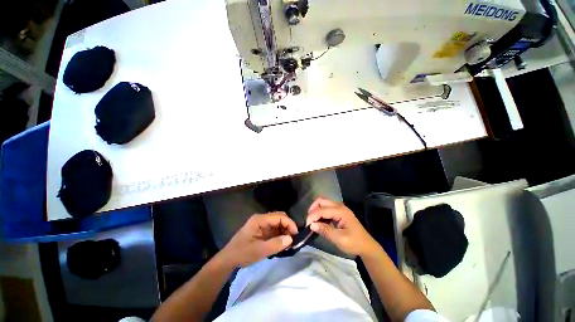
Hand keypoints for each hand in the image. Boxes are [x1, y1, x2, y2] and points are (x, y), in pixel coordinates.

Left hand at [220, 212, 297, 267]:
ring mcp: (261, 224)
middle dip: (288, 226)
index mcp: (260, 219)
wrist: (228, 259)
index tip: (296, 234)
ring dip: (284, 231)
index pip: (279, 216)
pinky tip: (282, 242)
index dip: (289, 223)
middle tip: (293, 238)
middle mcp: (261, 219)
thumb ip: (275, 244)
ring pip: (277, 223)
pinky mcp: (262, 230)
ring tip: (289, 241)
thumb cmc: (242, 253)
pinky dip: (280, 234)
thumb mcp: (259, 251)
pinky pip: (274, 229)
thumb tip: (291, 239)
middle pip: (279, 217)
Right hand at [306, 197, 378, 256]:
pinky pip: (326, 207)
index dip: (312, 216)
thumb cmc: (354, 243)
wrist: (366, 246)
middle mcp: (339, 206)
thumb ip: (325, 231)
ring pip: (323, 203)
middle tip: (309, 221)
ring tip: (312, 221)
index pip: (322, 209)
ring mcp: (339, 208)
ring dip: (316, 210)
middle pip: (321, 200)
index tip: (307, 225)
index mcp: (340, 211)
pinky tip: (319, 221)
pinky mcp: (339, 211)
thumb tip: (311, 225)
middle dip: (312, 209)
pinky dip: (320, 212)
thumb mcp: (340, 239)